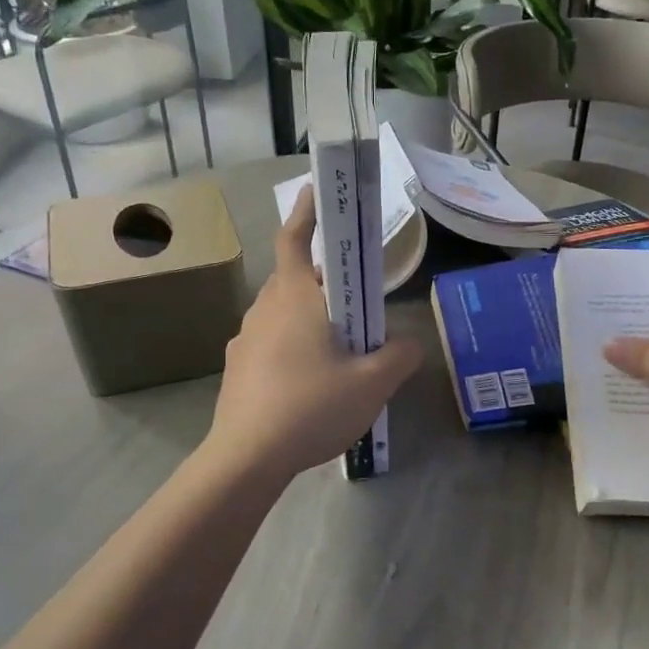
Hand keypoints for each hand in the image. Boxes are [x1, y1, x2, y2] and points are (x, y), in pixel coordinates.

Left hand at [209, 185, 422, 479]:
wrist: (247, 457)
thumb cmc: (312, 406)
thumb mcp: (372, 383)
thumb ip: (399, 356)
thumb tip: (410, 343)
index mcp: (294, 297)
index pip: (295, 238)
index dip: (307, 212)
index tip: (316, 190)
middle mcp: (265, 309)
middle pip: (294, 278)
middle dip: (324, 279)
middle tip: (356, 297)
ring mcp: (245, 339)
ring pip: (282, 312)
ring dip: (310, 316)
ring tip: (340, 346)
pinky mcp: (238, 369)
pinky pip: (271, 343)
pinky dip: (293, 346)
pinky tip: (312, 382)